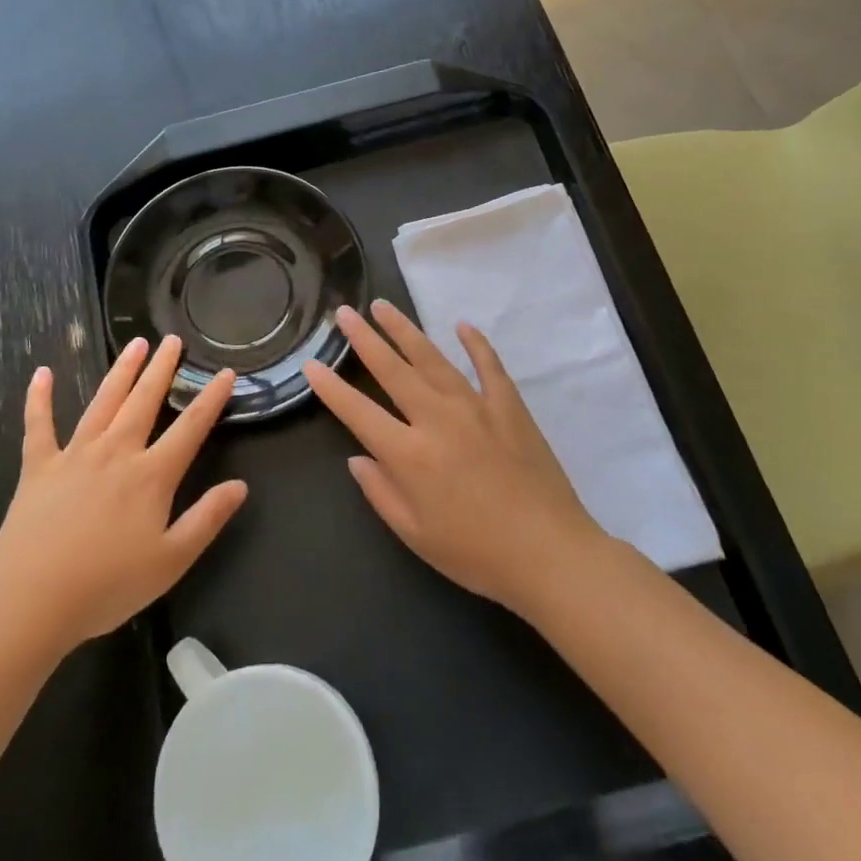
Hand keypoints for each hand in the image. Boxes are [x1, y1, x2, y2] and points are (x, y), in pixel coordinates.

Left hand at [0, 336, 247, 653]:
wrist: (30, 599)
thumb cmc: (107, 585)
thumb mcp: (171, 561)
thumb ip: (206, 519)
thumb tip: (240, 485)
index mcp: (150, 476)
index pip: (190, 428)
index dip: (211, 399)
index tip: (226, 373)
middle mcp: (116, 453)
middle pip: (144, 401)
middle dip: (162, 369)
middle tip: (173, 340)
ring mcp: (74, 455)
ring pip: (103, 402)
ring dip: (120, 371)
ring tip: (135, 343)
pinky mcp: (39, 467)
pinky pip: (40, 425)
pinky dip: (40, 398)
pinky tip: (42, 373)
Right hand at [303, 301, 603, 617]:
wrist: (550, 554)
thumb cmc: (475, 553)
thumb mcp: (415, 534)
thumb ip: (381, 492)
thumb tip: (358, 458)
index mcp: (409, 454)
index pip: (358, 412)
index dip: (330, 388)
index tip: (310, 363)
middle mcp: (437, 419)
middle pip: (393, 370)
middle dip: (364, 339)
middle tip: (345, 312)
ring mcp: (476, 407)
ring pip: (433, 359)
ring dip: (405, 330)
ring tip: (383, 307)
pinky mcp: (509, 407)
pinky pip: (489, 366)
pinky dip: (476, 344)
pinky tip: (462, 325)